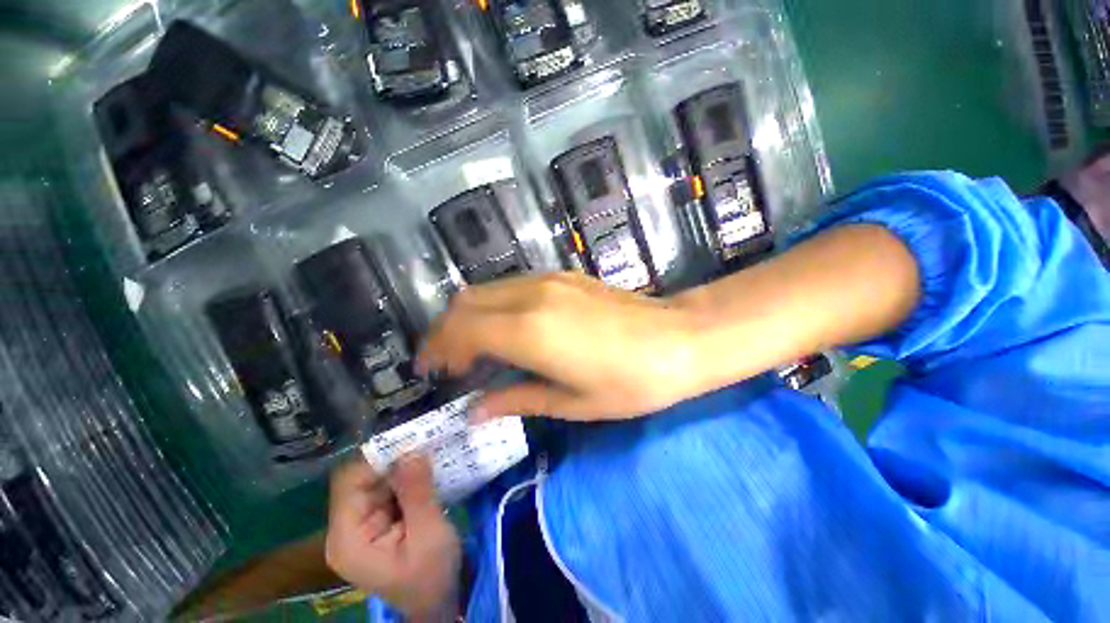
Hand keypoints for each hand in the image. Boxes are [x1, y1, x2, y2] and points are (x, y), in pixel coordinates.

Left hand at [325, 455, 459, 621]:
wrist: (437, 604)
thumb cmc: (431, 577)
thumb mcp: (429, 535)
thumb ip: (418, 493)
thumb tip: (412, 451)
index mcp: (348, 538)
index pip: (350, 482)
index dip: (378, 458)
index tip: (413, 439)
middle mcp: (348, 528)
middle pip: (363, 478)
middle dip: (396, 458)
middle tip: (429, 439)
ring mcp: (362, 525)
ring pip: (379, 480)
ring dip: (406, 465)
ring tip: (434, 449)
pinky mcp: (377, 522)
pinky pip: (390, 489)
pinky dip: (410, 477)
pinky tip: (430, 468)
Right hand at [418, 272, 700, 420]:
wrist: (679, 340)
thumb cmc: (631, 382)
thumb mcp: (572, 402)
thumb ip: (518, 400)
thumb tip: (477, 410)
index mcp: (530, 330)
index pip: (462, 329)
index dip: (439, 349)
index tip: (434, 372)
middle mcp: (531, 295)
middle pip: (466, 302)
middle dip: (445, 330)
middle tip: (447, 361)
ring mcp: (549, 280)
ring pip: (486, 289)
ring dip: (468, 316)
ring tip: (471, 347)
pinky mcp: (563, 276)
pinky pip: (511, 286)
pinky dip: (493, 305)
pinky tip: (504, 327)